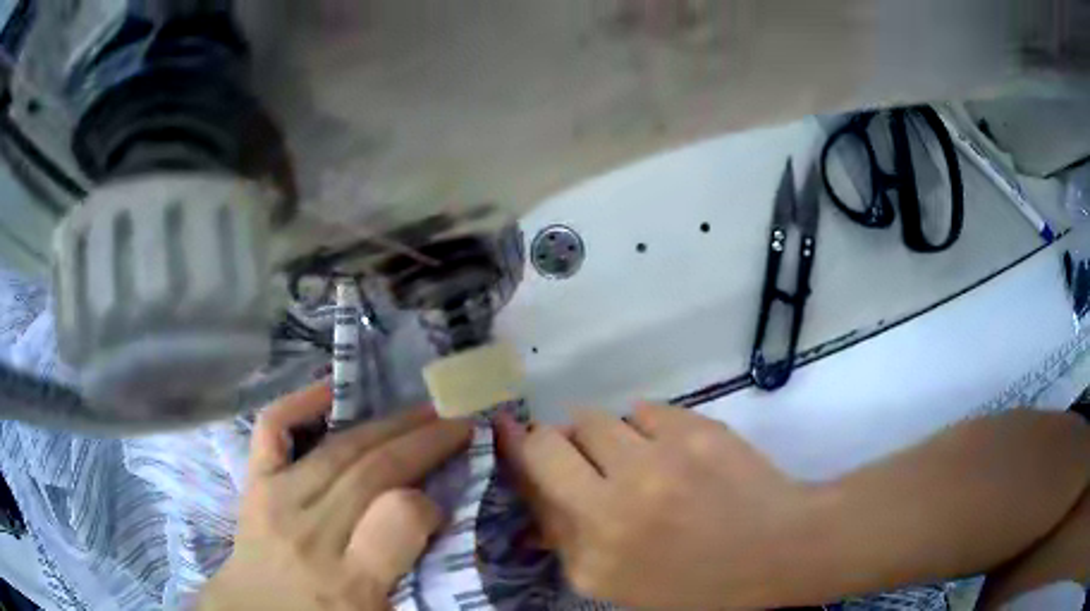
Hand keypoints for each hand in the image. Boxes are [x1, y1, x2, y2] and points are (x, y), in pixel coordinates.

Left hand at [200, 382, 471, 610]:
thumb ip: (412, 576)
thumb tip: (433, 519)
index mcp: (350, 582)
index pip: (401, 519)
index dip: (430, 503)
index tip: (443, 504)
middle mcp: (312, 534)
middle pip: (373, 472)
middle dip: (424, 441)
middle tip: (457, 423)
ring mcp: (277, 501)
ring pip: (339, 448)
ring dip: (388, 424)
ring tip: (423, 410)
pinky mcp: (255, 483)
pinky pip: (272, 430)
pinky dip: (299, 402)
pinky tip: (332, 388)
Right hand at [497, 404, 812, 609]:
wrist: (777, 547)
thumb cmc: (697, 580)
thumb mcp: (619, 584)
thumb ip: (569, 541)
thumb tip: (537, 494)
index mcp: (594, 553)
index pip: (533, 481)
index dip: (517, 452)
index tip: (507, 431)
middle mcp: (615, 504)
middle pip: (550, 439)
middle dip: (551, 440)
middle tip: (574, 453)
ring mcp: (658, 462)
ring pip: (595, 418)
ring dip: (602, 435)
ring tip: (633, 458)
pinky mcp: (694, 431)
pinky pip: (643, 410)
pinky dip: (646, 427)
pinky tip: (671, 452)